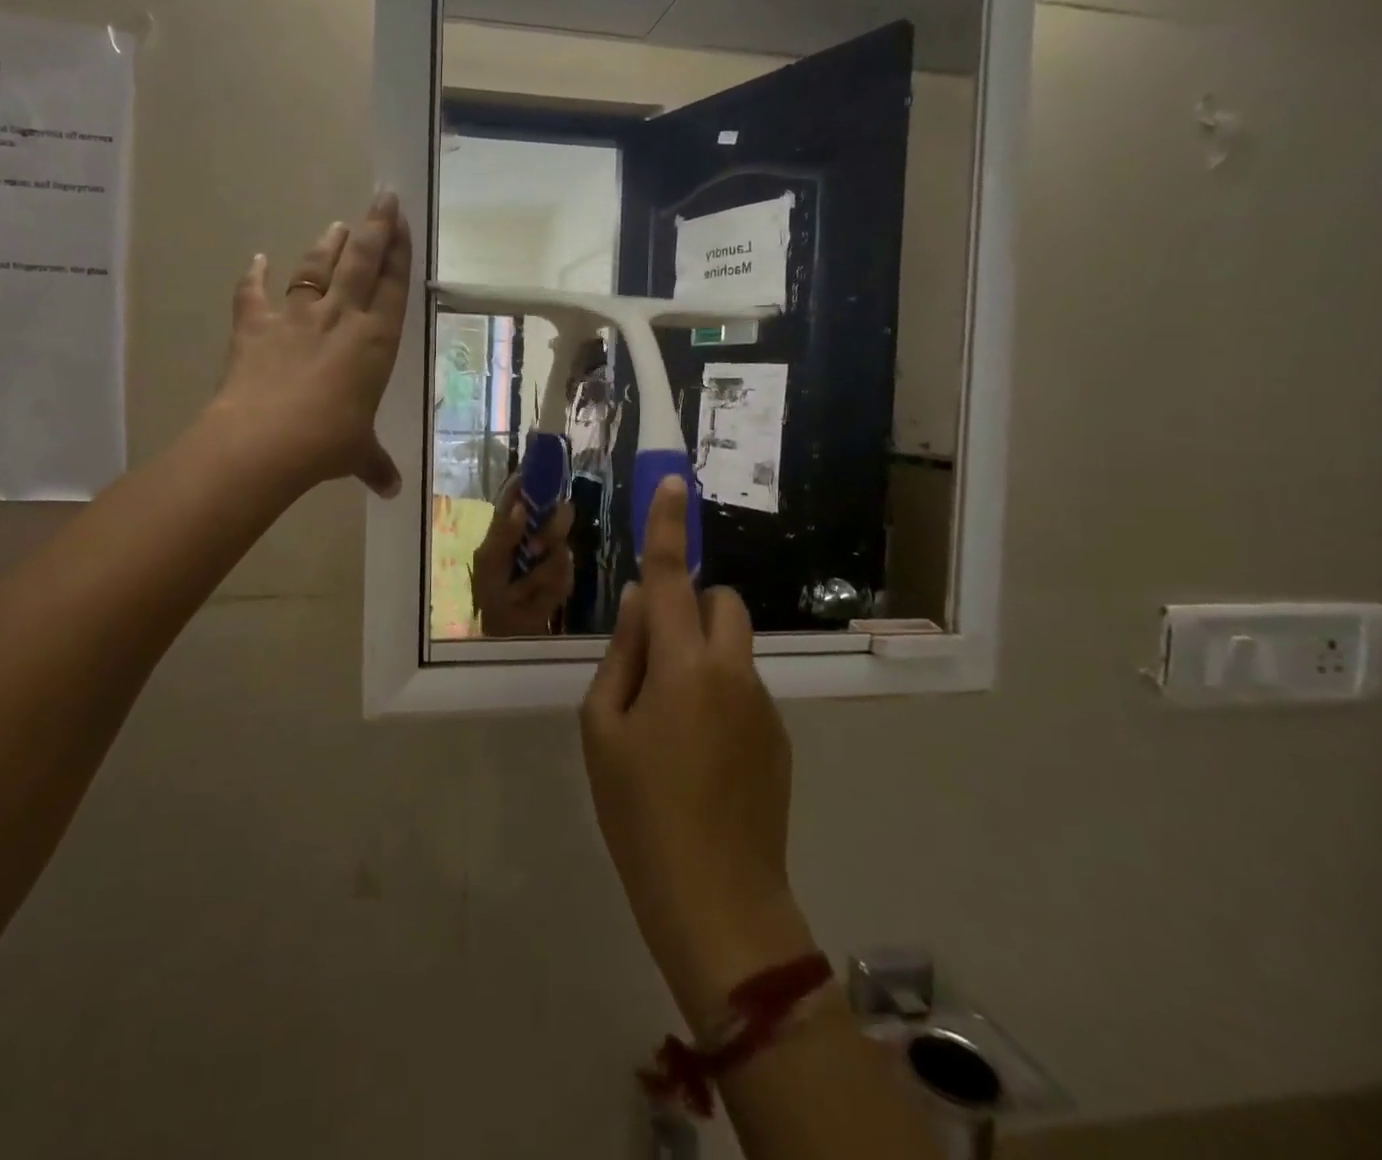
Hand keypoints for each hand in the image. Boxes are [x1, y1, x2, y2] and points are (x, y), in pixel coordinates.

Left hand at [212, 192, 411, 497]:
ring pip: (316, 269)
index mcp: (375, 343)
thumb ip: (375, 464)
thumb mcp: (357, 454)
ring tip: (337, 224)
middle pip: (361, 262)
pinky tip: (256, 259)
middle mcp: (340, 319)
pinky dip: (253, 277)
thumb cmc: (327, 444)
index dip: (399, 253)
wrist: (265, 441)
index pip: (392, 288)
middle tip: (383, 197)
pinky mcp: (255, 327)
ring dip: (327, 245)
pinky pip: (253, 294)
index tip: (404, 223)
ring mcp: (295, 318)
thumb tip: (393, 490)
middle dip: (374, 227)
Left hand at [471, 478, 574, 636]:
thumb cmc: (489, 593)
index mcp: (511, 523)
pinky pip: (566, 576)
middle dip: (551, 531)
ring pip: (563, 547)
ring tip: (523, 590)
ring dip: (541, 572)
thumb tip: (522, 507)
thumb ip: (503, 533)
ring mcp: (553, 555)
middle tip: (534, 550)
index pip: (524, 492)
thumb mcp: (488, 562)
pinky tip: (534, 599)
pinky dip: (548, 590)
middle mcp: (536, 533)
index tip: (546, 471)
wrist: (505, 632)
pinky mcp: (566, 578)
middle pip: (559, 512)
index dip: (534, 477)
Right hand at [580, 476, 810, 1036]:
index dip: (670, 526)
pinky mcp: (779, 735)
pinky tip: (698, 755)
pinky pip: (744, 685)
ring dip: (701, 654)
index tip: (675, 482)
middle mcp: (733, 670)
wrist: (718, 900)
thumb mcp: (603, 728)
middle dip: (688, 608)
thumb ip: (622, 653)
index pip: (673, 577)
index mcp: (682, 664)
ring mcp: (763, 703)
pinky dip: (718, 692)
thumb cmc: (639, 810)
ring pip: (733, 646)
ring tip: (670, 722)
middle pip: (721, 602)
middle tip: (652, 658)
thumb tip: (639, 600)